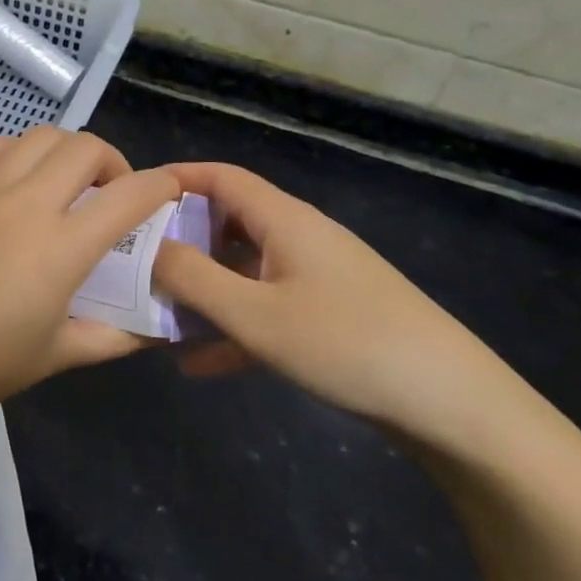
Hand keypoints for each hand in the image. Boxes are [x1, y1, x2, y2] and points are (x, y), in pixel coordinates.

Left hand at [0, 127, 179, 436]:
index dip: (161, 187)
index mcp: (61, 249)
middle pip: (87, 148)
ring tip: (64, 182)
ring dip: (66, 152)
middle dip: (114, 162)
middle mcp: (27, 204)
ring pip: (41, 136)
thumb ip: (113, 338)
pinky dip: (18, 151)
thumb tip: (156, 331)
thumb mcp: (55, 359)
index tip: (169, 192)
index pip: (130, 196)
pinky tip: (15, 179)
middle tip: (110, 194)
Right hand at [152, 163, 498, 434]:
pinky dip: (233, 326)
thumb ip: (193, 278)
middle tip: (135, 261)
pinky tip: (199, 365)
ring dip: (203, 289)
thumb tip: (147, 247)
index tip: (130, 196)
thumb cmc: (345, 344)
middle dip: (181, 240)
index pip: (221, 177)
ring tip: (157, 312)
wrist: (450, 403)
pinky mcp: (330, 315)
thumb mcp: (255, 314)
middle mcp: (300, 238)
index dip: (176, 179)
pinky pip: (268, 308)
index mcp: (284, 220)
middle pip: (229, 222)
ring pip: (245, 270)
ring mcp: (317, 278)